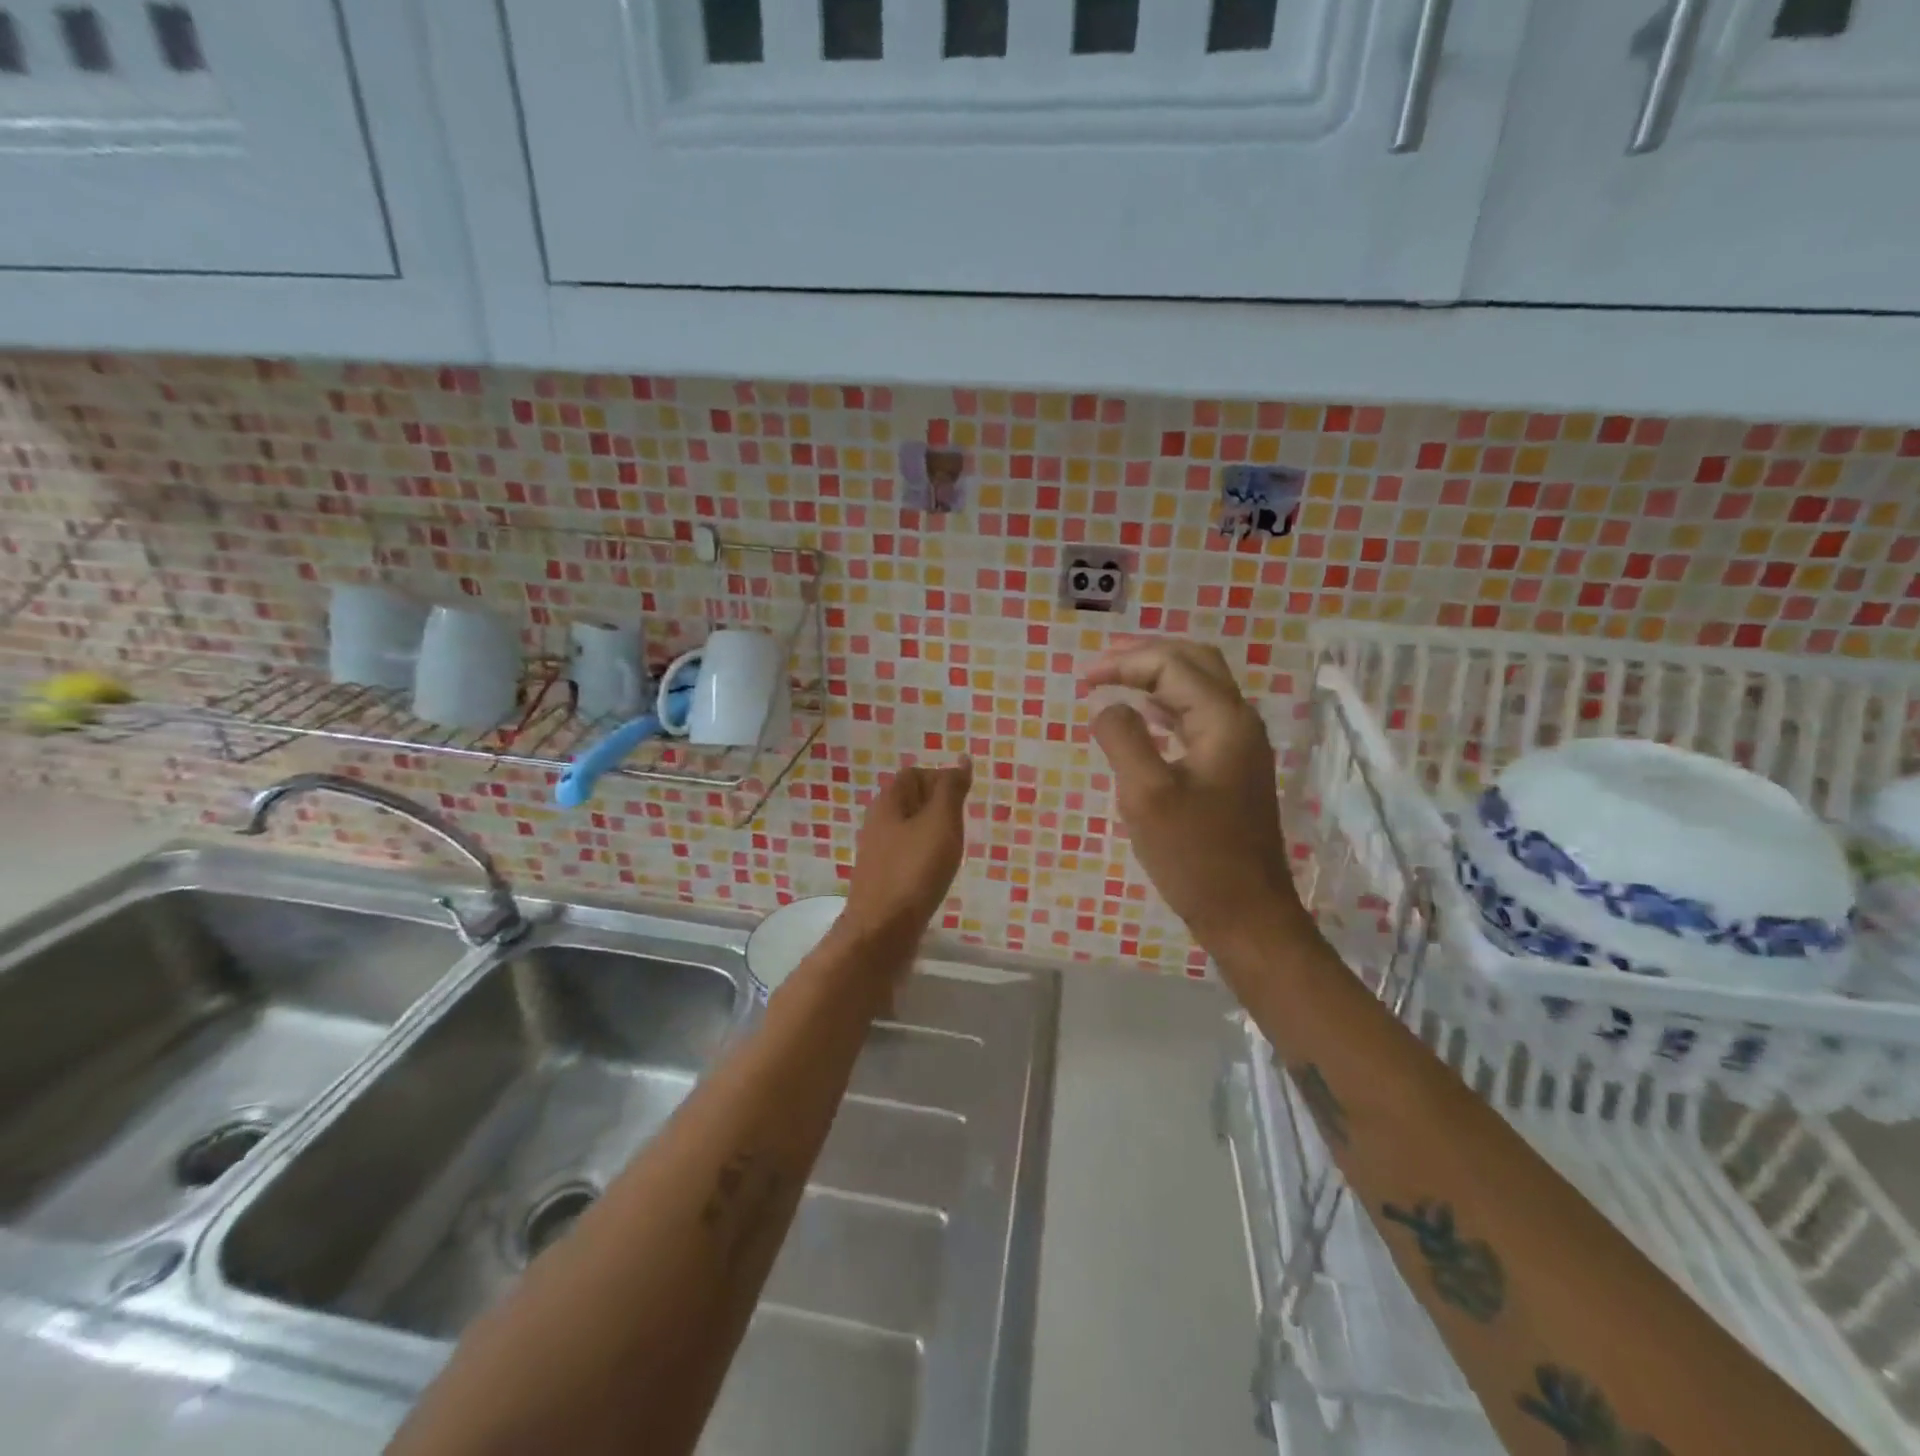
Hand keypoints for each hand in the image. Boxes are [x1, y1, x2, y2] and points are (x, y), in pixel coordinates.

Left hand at [842, 759, 973, 946]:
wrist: (883, 931)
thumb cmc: (914, 871)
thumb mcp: (940, 823)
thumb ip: (951, 790)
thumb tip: (961, 760)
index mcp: (888, 803)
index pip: (915, 774)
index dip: (941, 779)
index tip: (964, 800)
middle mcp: (878, 822)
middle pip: (911, 800)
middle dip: (939, 807)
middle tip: (962, 826)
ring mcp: (879, 852)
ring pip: (911, 830)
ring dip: (934, 834)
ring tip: (954, 850)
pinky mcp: (884, 879)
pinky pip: (908, 855)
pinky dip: (926, 857)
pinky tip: (938, 873)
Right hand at [1082, 641, 1303, 951]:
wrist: (1246, 914)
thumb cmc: (1195, 856)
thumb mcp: (1146, 795)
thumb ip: (1122, 738)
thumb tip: (1106, 706)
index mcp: (1224, 720)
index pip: (1172, 665)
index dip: (1124, 662)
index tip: (1082, 679)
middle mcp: (1239, 722)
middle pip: (1194, 662)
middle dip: (1145, 655)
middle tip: (1100, 664)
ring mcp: (1240, 746)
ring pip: (1199, 688)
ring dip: (1156, 676)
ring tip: (1114, 680)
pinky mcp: (1232, 769)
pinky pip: (1198, 718)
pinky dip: (1166, 706)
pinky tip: (1144, 718)